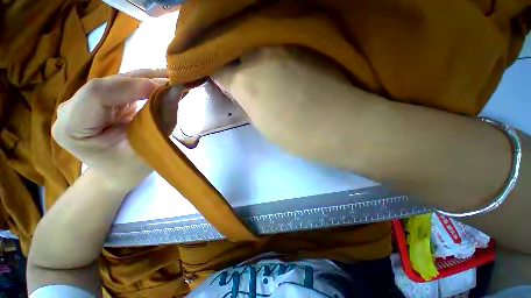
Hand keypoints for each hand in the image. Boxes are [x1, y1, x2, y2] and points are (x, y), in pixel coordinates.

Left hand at [52, 69, 180, 190]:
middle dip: (144, 80)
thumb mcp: (147, 148)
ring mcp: (83, 101)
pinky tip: (161, 84)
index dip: (133, 86)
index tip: (166, 87)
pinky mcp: (98, 99)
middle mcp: (71, 108)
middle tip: (175, 80)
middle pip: (108, 83)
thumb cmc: (129, 169)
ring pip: (117, 80)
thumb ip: (161, 119)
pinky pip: (122, 84)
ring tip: (172, 80)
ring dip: (147, 78)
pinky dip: (144, 83)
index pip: (97, 93)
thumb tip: (175, 89)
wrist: (116, 172)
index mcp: (72, 127)